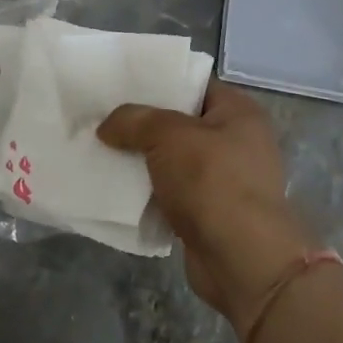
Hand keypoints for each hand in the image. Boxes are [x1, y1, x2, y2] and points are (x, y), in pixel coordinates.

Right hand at [99, 81, 313, 338]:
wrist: (242, 260)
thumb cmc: (213, 183)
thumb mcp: (168, 136)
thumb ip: (134, 120)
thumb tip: (106, 126)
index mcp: (238, 112)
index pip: (193, 84)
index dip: (156, 82)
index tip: (117, 85)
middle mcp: (236, 142)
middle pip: (179, 123)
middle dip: (141, 124)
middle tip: (101, 118)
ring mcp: (224, 180)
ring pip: (171, 160)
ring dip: (140, 160)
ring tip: (100, 150)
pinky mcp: (209, 213)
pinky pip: (170, 193)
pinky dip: (147, 192)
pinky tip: (114, 187)